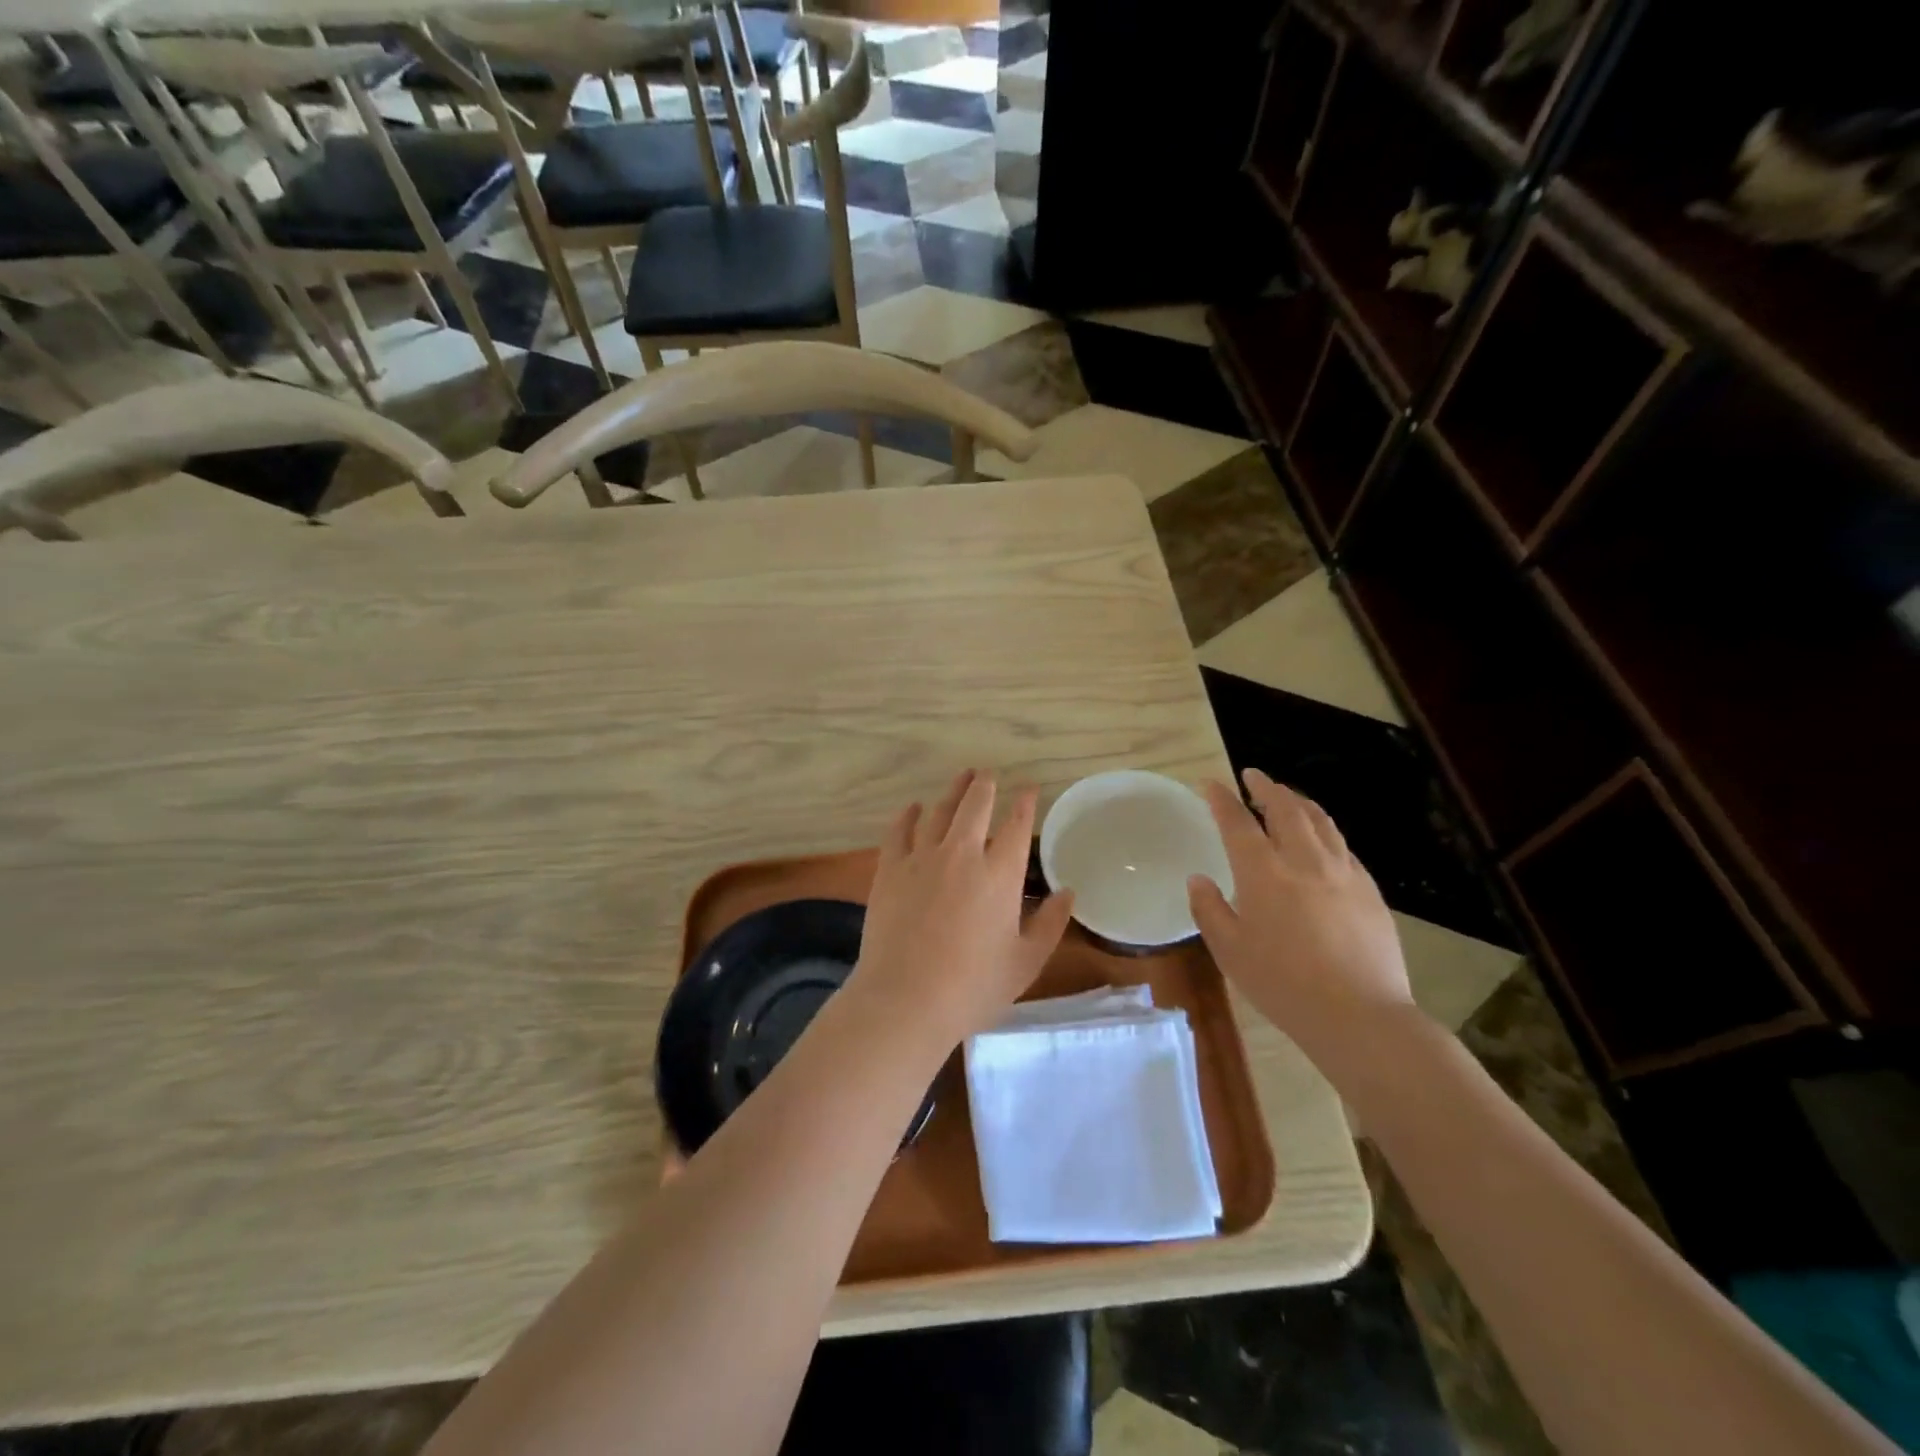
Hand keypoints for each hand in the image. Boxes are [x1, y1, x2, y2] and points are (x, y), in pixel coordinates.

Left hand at [848, 770, 1075, 1051]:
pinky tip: (913, 808)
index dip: (1025, 802)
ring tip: (961, 777)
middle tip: (989, 773)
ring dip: (952, 791)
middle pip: (976, 805)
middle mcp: (962, 854)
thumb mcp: (1025, 962)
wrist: (905, 999)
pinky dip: (908, 815)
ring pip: (939, 811)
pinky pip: (899, 831)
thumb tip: (1067, 892)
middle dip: (985, 784)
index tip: (1029, 789)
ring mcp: (922, 858)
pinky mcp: (890, 870)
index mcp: (999, 874)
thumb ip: (1050, 924)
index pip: (1017, 825)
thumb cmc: (973, 986)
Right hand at [1187, 767, 1416, 1068]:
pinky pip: (1343, 846)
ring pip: (1321, 821)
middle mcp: (1304, 861)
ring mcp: (1343, 873)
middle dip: (1267, 787)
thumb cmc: (1283, 984)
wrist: (1360, 1015)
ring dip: (1299, 802)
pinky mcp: (1369, 891)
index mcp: (1264, 873)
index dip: (1222, 799)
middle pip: (1287, 809)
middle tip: (1253, 777)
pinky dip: (1325, 831)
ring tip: (1287, 797)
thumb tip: (1199, 879)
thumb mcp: (1230, 951)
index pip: (1238, 822)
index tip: (1211, 783)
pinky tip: (1322, 841)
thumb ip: (1210, 910)